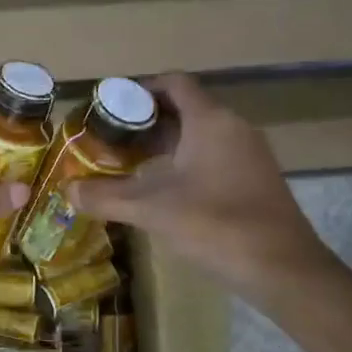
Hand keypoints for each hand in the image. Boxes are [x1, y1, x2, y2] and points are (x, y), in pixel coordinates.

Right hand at [67, 74, 332, 299]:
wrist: (283, 268)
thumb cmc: (215, 225)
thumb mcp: (152, 210)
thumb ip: (106, 197)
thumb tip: (67, 191)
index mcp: (210, 120)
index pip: (174, 84)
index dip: (141, 89)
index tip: (111, 106)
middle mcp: (234, 127)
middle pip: (186, 108)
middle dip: (148, 121)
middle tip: (112, 138)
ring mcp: (250, 153)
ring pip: (202, 134)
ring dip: (167, 143)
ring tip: (131, 163)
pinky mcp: (257, 178)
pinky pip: (216, 155)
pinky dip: (188, 161)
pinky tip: (166, 189)